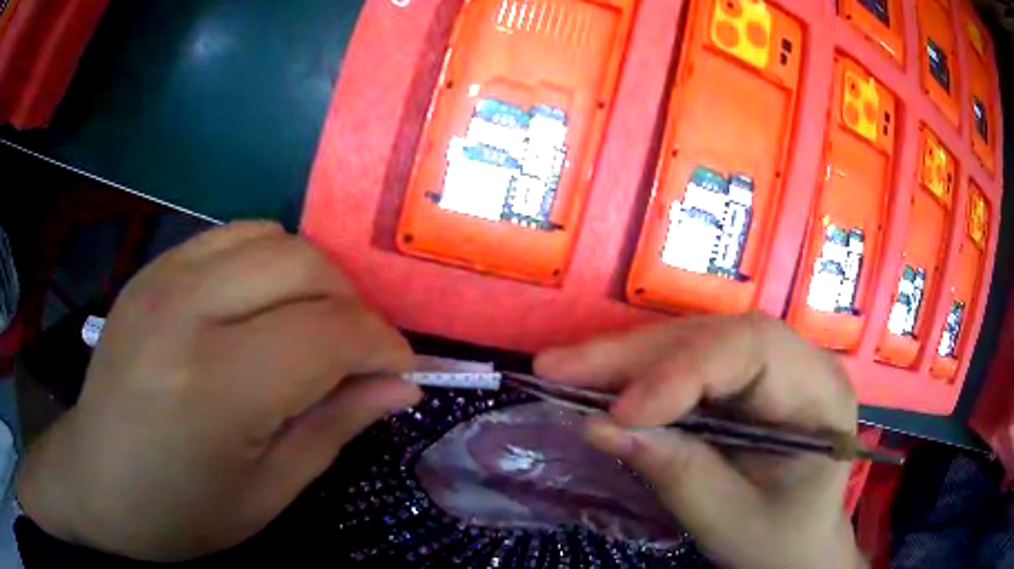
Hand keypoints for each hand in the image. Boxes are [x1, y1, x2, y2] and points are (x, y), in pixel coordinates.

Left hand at [17, 222, 420, 561]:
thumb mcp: (267, 494)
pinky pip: (230, 236)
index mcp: (216, 384)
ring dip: (311, 278)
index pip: (329, 333)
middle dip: (353, 306)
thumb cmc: (180, 511)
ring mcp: (162, 277)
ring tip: (310, 327)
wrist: (95, 479)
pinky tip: (259, 306)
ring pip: (271, 236)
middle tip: (357, 356)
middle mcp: (187, 310)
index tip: (403, 373)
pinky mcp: (152, 269)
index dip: (383, 347)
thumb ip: (335, 428)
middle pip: (305, 265)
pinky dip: (266, 261)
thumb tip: (400, 387)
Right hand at [535, 313, 866, 568]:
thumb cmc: (776, 541)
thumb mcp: (728, 520)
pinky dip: (641, 373)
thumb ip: (675, 472)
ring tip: (565, 369)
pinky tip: (601, 380)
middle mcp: (801, 362)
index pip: (754, 350)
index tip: (619, 411)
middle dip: (636, 355)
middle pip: (716, 336)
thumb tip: (599, 426)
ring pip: (696, 341)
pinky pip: (689, 362)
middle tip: (557, 368)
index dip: (683, 371)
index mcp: (819, 393)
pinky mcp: (746, 381)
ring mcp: (773, 367)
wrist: (798, 547)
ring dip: (628, 358)